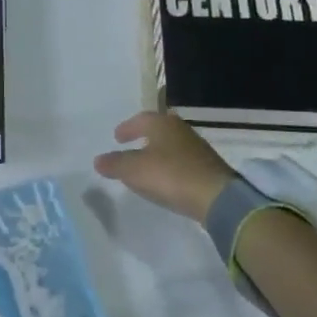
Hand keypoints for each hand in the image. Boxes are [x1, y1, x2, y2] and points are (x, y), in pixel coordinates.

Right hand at [93, 111, 236, 223]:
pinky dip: (171, 165)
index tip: (117, 138)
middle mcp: (181, 130)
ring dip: (158, 151)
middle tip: (132, 145)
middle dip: (144, 136)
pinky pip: (182, 160)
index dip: (127, 128)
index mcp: (162, 124)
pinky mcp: (208, 167)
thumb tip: (98, 160)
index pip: (140, 119)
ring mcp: (197, 148)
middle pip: (159, 129)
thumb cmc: (170, 175)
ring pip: (172, 144)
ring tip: (147, 163)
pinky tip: (166, 177)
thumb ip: (115, 164)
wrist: (217, 197)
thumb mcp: (134, 170)